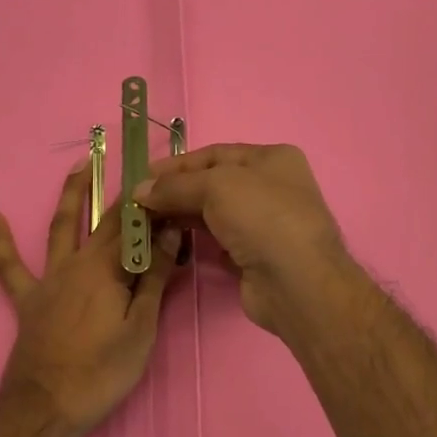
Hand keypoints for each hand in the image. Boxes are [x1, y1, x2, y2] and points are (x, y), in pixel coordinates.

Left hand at [0, 162, 180, 436]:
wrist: (46, 408)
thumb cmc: (102, 371)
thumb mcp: (142, 328)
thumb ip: (155, 278)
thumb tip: (170, 234)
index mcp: (108, 268)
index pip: (137, 228)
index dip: (155, 209)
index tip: (172, 190)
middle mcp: (78, 262)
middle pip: (104, 221)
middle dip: (124, 195)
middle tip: (138, 167)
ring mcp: (49, 278)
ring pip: (60, 227)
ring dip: (72, 194)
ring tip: (81, 165)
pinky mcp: (28, 299)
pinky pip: (9, 267)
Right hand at [133, 143, 361, 337]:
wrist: (296, 282)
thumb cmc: (262, 217)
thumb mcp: (216, 186)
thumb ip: (175, 186)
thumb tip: (139, 191)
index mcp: (272, 159)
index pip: (216, 154)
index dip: (178, 164)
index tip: (143, 177)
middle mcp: (272, 187)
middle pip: (214, 184)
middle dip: (177, 191)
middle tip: (140, 203)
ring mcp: (265, 224)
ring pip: (215, 214)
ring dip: (183, 215)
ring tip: (148, 222)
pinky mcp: (255, 257)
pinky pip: (219, 242)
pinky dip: (197, 241)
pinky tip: (173, 242)